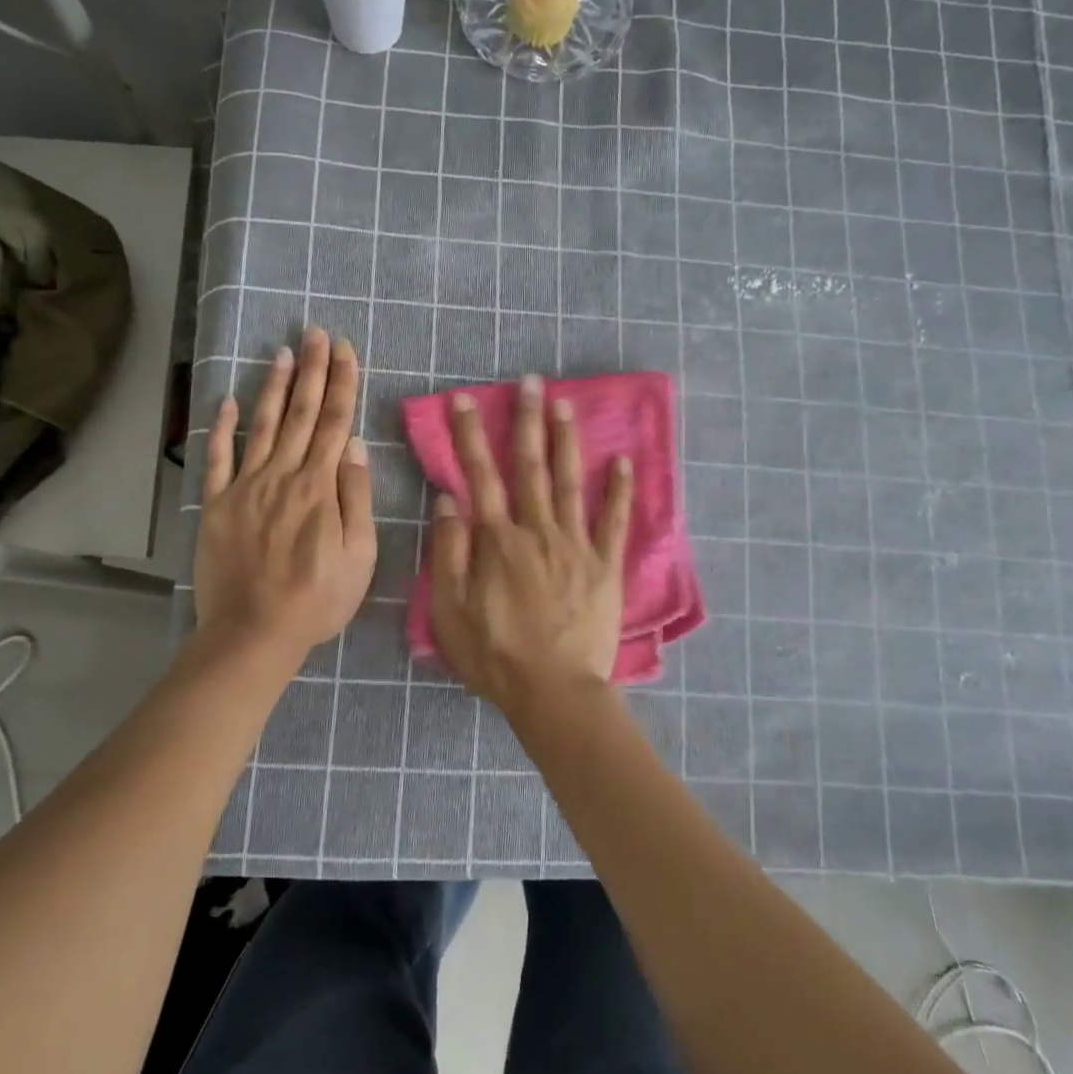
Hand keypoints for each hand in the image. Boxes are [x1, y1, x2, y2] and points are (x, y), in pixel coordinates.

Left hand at [195, 329, 376, 664]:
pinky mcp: (218, 504)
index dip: (342, 383)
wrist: (254, 632)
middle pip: (302, 413)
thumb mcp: (359, 556)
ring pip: (263, 425)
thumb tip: (356, 447)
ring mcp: (246, 487)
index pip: (336, 423)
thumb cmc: (317, 599)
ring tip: (282, 352)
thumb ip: (357, 498)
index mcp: (320, 487)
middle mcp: (283, 475)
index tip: (345, 350)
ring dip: (274, 386)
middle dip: (312, 370)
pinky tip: (229, 400)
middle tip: (315, 333)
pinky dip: (223, 427)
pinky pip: (218, 458)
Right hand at [428, 375, 632, 728]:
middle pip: (530, 466)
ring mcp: (576, 545)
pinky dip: (619, 490)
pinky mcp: (605, 565)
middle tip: (530, 382)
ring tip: (566, 404)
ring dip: (566, 441)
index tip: (465, 400)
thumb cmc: (496, 656)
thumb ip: (449, 553)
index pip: (480, 476)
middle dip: (526, 421)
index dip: (470, 435)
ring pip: (570, 482)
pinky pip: (614, 521)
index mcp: (498, 540)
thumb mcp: (451, 611)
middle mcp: (537, 530)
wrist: (554, 692)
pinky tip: (623, 460)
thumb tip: (449, 501)